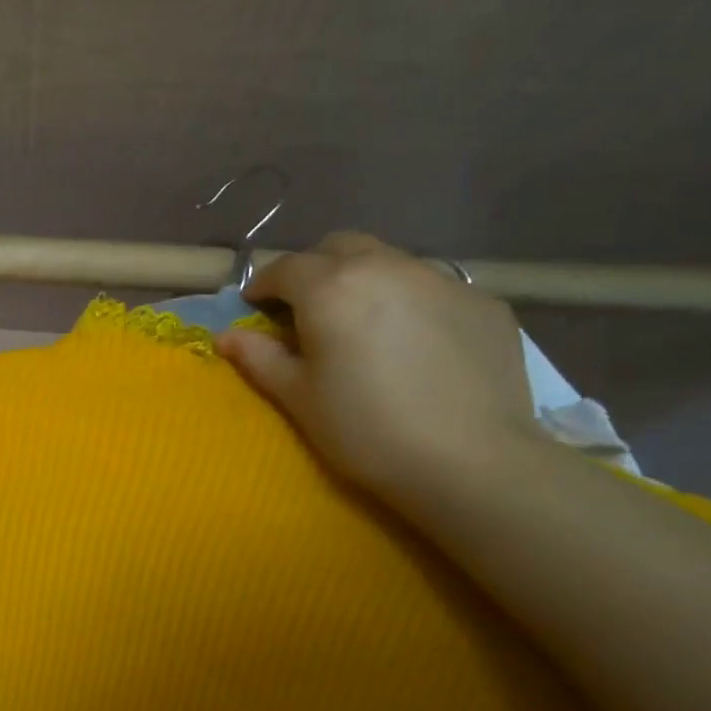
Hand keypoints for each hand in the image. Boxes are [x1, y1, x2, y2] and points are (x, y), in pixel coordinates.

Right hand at [217, 232, 538, 504]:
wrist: (471, 463)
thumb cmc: (365, 430)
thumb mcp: (298, 397)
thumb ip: (259, 357)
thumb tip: (226, 336)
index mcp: (331, 288)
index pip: (285, 268)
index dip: (264, 285)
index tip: (256, 307)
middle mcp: (386, 267)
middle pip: (340, 247)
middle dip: (316, 269)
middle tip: (309, 310)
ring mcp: (442, 281)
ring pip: (390, 262)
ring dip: (365, 281)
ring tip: (366, 325)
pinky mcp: (484, 303)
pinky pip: (434, 289)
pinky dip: (412, 304)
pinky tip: (418, 345)